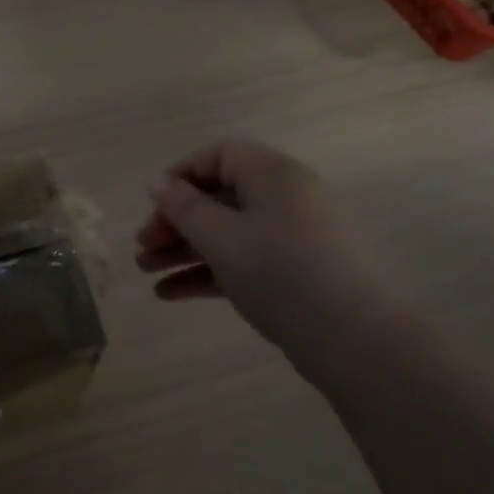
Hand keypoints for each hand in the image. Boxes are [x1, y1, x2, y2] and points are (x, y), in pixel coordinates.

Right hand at [136, 139, 398, 361]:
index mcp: (272, 174)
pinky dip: (209, 272)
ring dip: (184, 250)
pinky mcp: (292, 272)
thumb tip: (158, 182)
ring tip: (146, 273)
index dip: (180, 175)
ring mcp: (291, 236)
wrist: (350, 337)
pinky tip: (170, 294)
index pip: (219, 156)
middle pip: (219, 197)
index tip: (151, 202)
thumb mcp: (221, 236)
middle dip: (175, 221)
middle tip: (143, 246)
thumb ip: (184, 207)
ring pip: (227, 232)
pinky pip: (243, 260)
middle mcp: (284, 197)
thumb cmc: (279, 271)